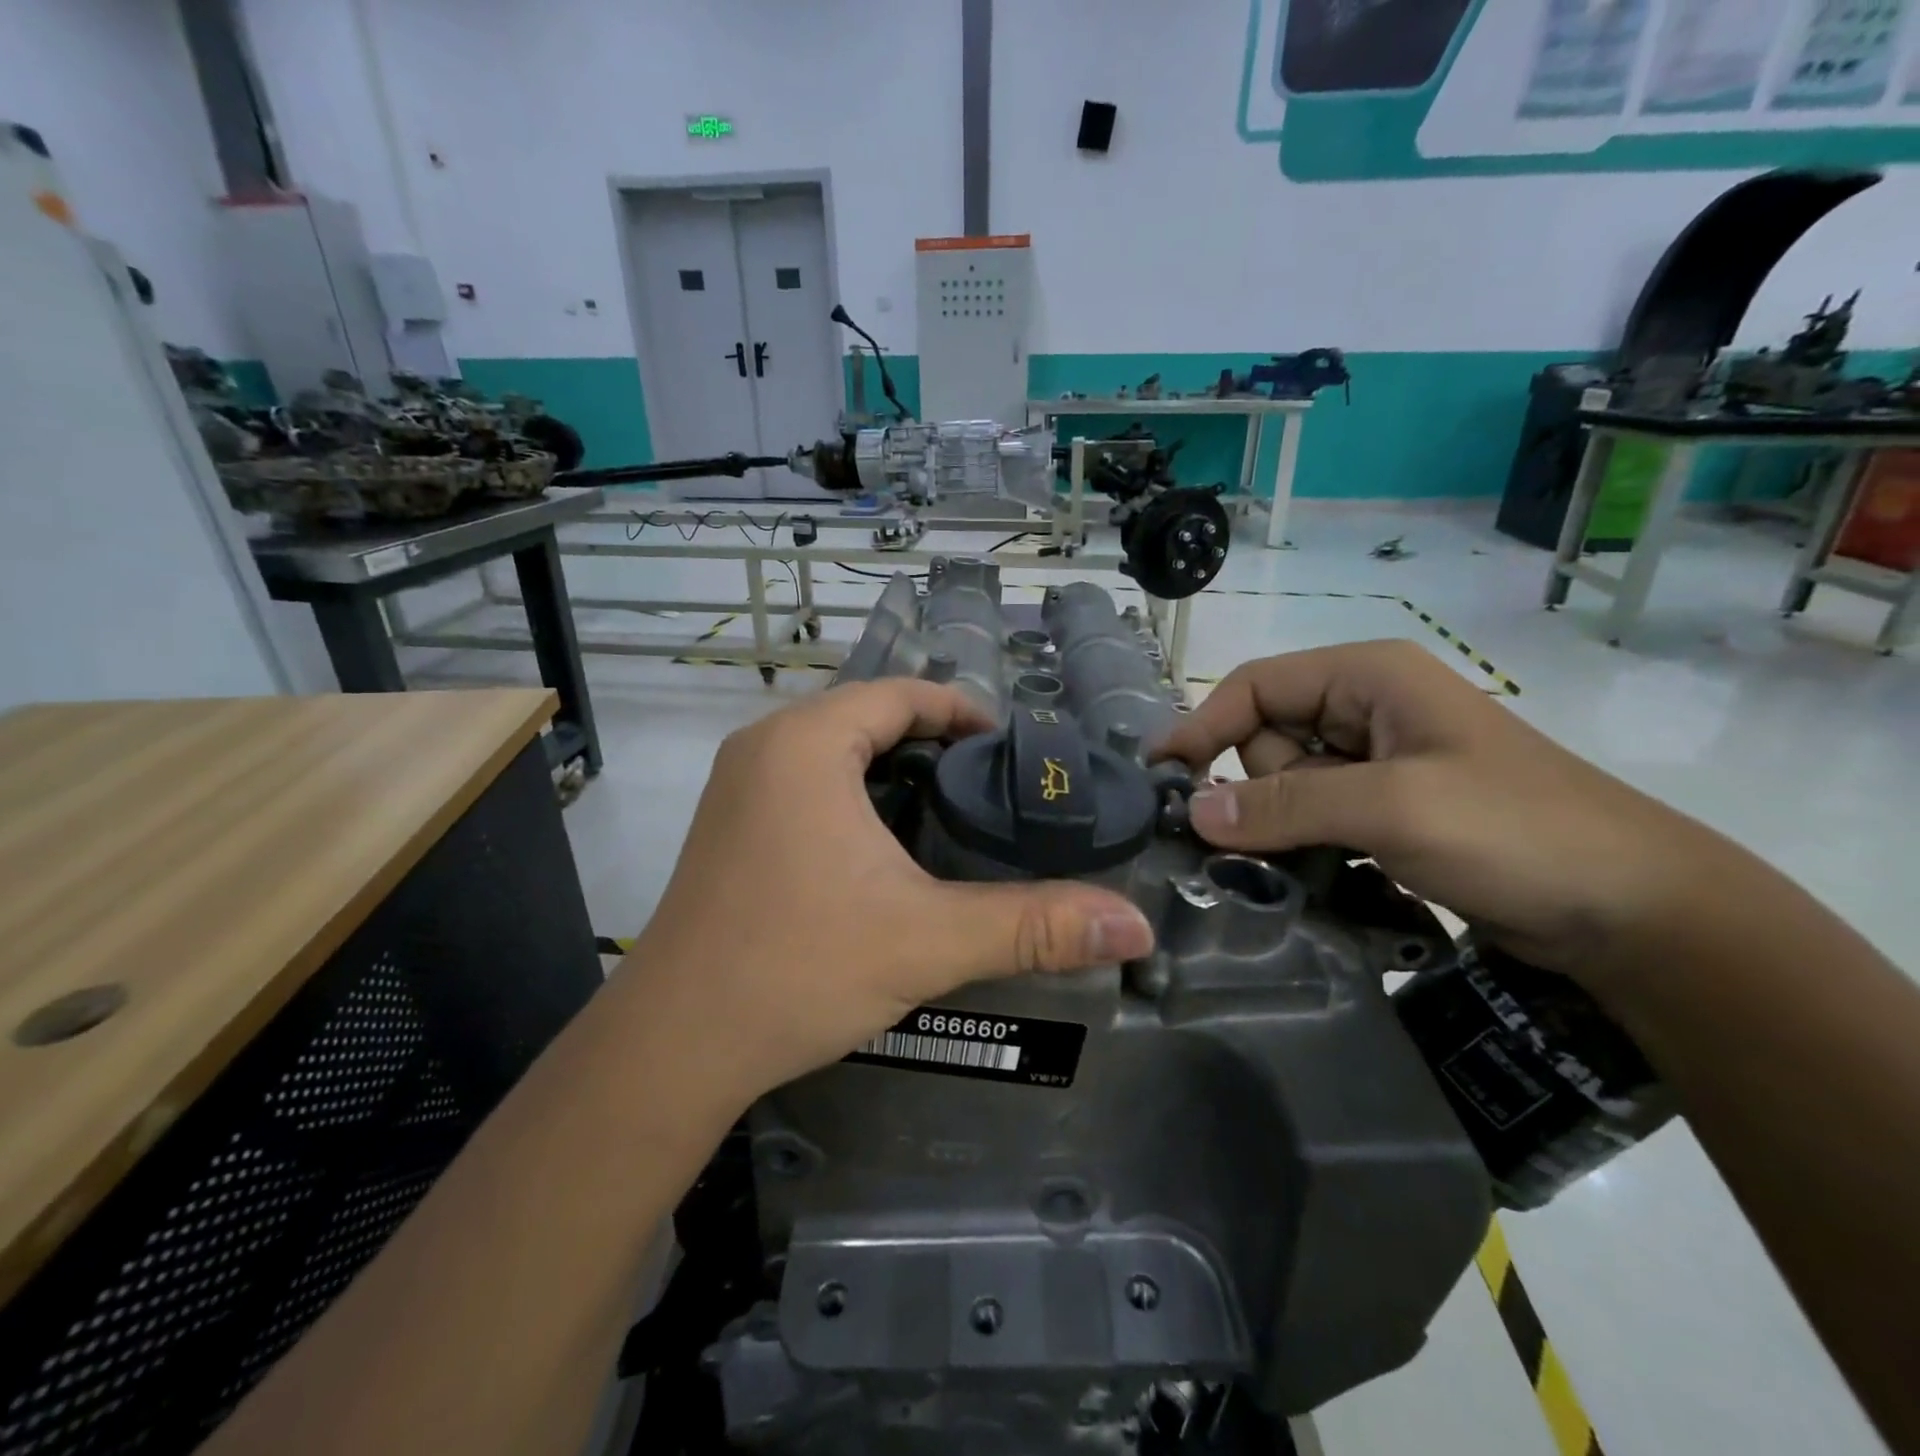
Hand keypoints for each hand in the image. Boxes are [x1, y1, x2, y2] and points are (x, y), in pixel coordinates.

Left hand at [624, 680, 1154, 1105]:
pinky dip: (856, 793)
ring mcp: (739, 787)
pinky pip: (807, 782)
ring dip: (893, 767)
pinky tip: (889, 844)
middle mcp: (764, 747)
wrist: (673, 1046)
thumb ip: (1034, 926)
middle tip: (994, 784)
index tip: (1013, 748)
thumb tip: (1135, 925)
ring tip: (954, 808)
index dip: (963, 711)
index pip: (900, 694)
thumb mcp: (926, 940)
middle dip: (934, 741)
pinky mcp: (730, 826)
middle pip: (868, 716)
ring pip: (835, 750)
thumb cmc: (797, 969)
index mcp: (806, 744)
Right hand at [1157, 640, 1748, 989]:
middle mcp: (1366, 710)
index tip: (1161, 777)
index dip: (1203, 726)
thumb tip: (1192, 813)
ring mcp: (1377, 765)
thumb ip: (1284, 804)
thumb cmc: (1515, 831)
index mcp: (1369, 677)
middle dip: (1255, 788)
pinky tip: (1321, 874)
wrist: (1635, 912)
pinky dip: (1302, 844)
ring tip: (1315, 863)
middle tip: (1274, 838)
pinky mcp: (1385, 812)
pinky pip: (1313, 818)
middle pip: (1265, 738)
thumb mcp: (1392, 807)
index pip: (1255, 686)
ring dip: (1279, 825)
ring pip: (1284, 785)